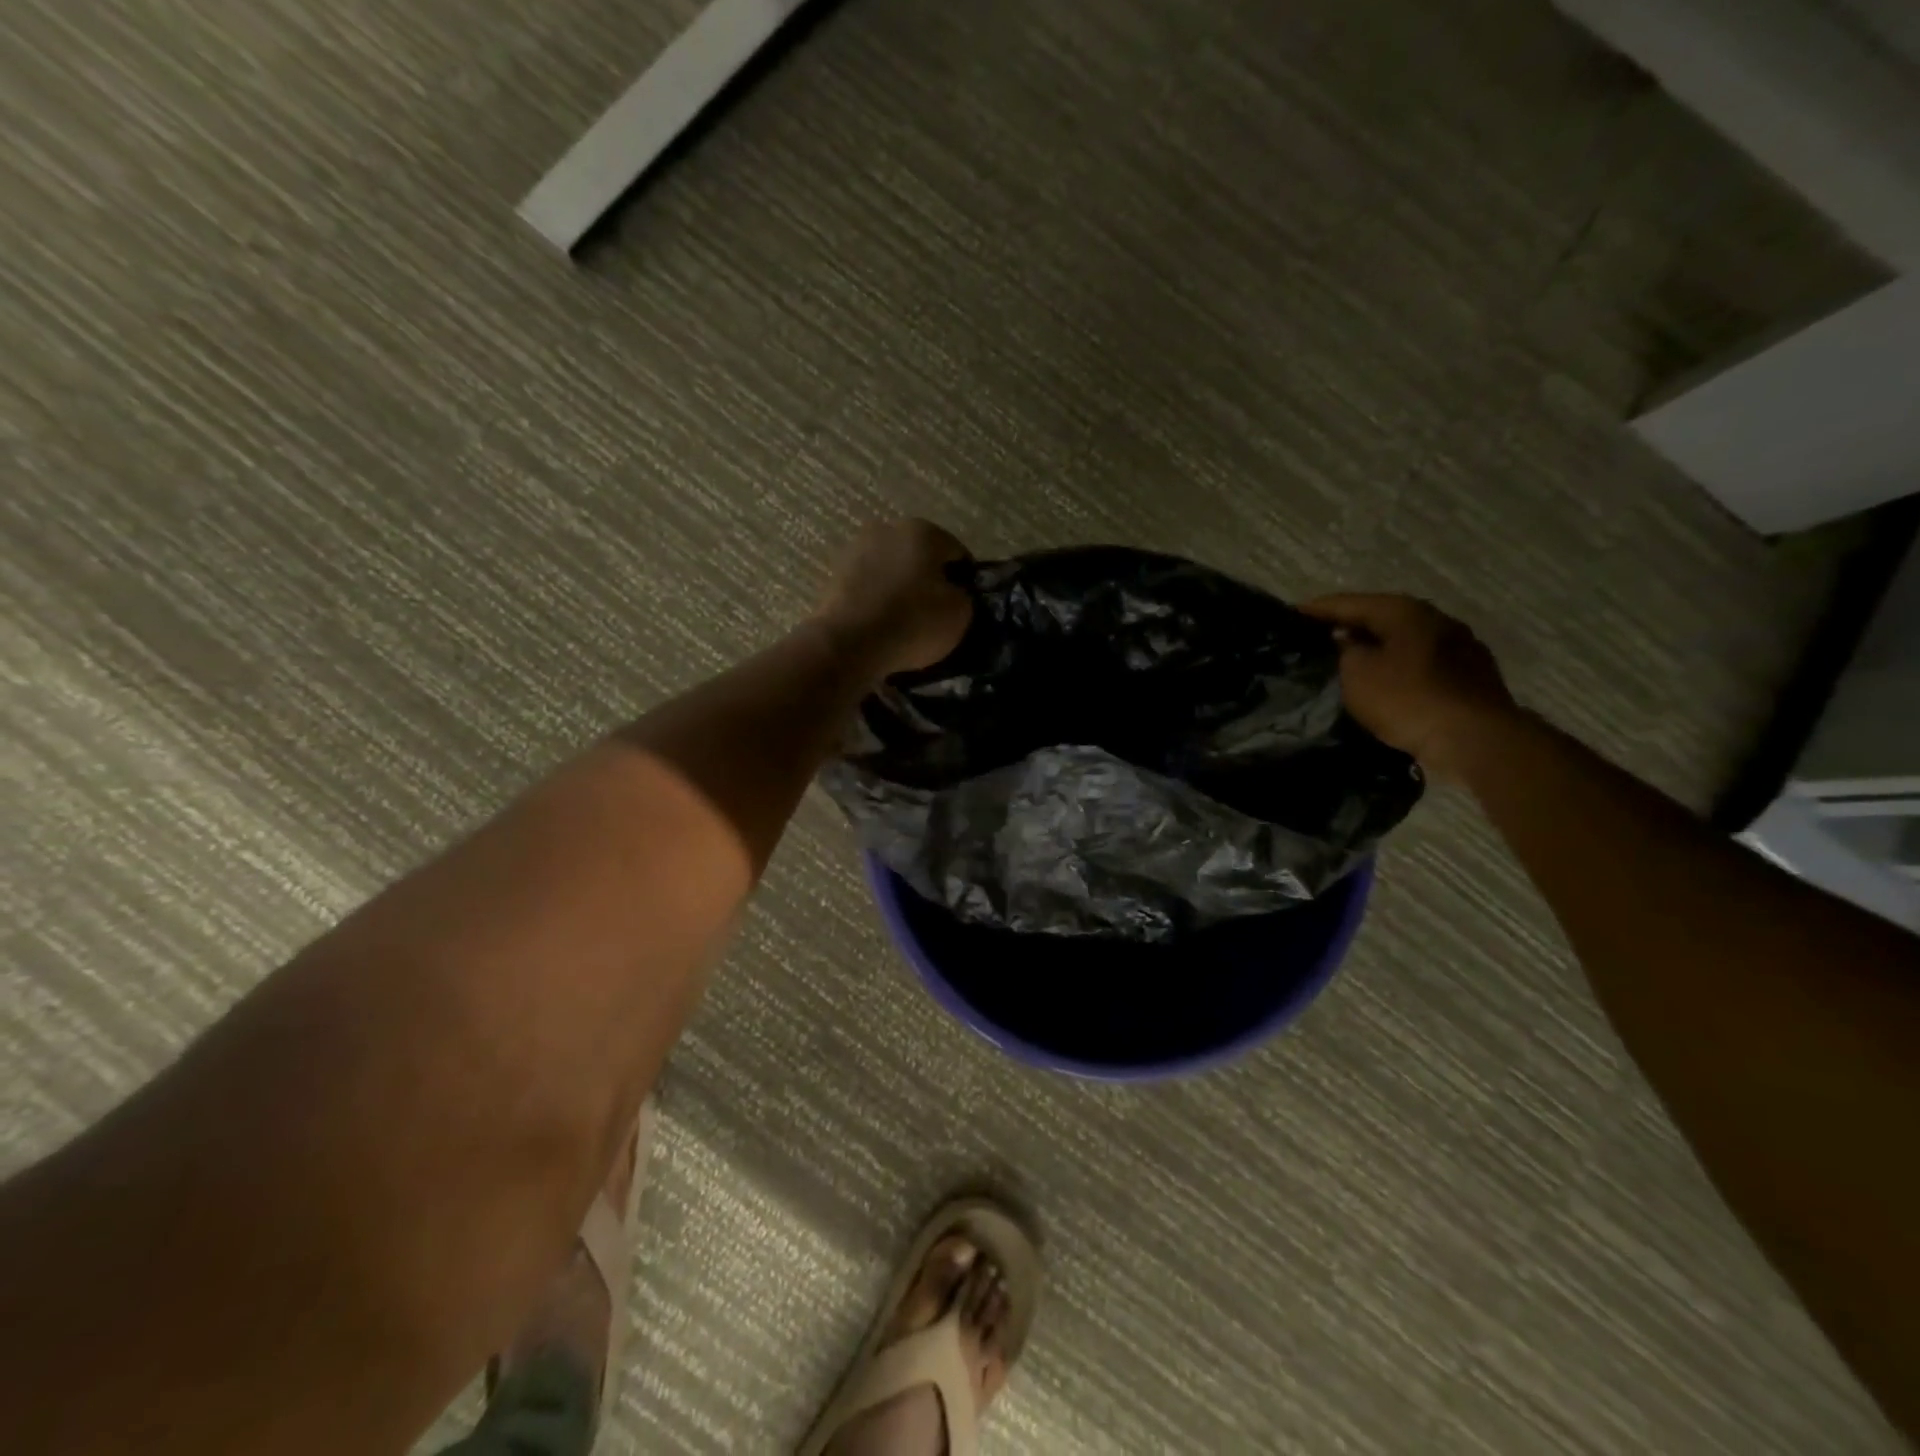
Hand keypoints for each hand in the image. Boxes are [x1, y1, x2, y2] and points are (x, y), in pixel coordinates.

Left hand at [815, 519, 973, 679]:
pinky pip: (868, 586)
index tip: (965, 603)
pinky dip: (877, 599)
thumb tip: (952, 594)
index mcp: (924, 531)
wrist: (849, 643)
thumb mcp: (959, 614)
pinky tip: (882, 623)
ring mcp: (856, 550)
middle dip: (929, 579)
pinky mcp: (835, 575)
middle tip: (935, 612)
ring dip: (900, 587)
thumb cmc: (913, 621)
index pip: (956, 552)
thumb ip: (963, 597)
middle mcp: (887, 529)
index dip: (965, 579)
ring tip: (906, 620)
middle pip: (920, 556)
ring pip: (891, 569)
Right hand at [1301, 594, 1516, 780]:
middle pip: (1381, 617)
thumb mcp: (1357, 673)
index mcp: (1405, 611)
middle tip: (1317, 638)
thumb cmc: (1407, 699)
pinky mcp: (1471, 675)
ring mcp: (1460, 646)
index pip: (1349, 603)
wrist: (1474, 738)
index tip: (1289, 615)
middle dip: (1349, 626)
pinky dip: (1398, 666)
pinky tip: (1386, 681)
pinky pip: (1422, 662)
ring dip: (1377, 647)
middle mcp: (1436, 619)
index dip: (1317, 609)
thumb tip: (1345, 639)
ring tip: (1348, 660)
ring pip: (1404, 640)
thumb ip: (1345, 650)